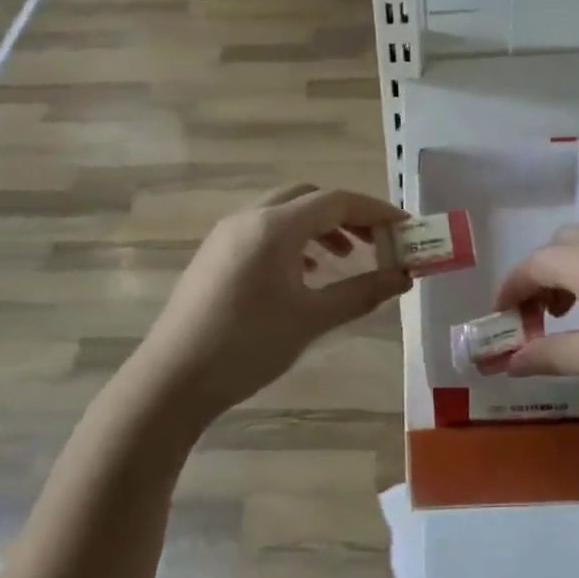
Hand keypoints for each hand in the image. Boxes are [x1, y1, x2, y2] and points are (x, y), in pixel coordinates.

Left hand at [130, 184, 410, 424]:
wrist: (173, 379)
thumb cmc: (248, 345)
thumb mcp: (312, 319)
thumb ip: (362, 292)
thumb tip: (404, 277)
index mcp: (274, 226)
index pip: (336, 201)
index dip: (376, 211)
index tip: (405, 228)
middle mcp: (249, 218)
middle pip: (309, 198)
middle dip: (347, 216)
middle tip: (376, 243)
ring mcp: (226, 235)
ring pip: (284, 213)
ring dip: (319, 228)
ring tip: (344, 260)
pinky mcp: (214, 255)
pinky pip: (263, 231)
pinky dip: (293, 241)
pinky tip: (304, 274)